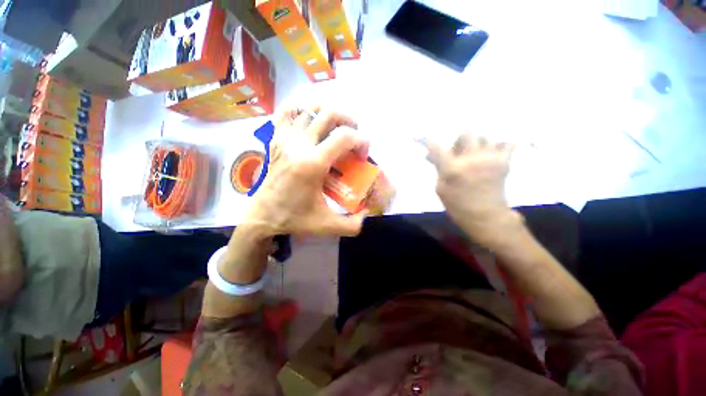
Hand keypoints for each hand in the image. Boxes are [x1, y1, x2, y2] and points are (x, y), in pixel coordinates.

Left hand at [245, 107, 369, 236]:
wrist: (262, 216)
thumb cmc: (294, 218)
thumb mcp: (327, 225)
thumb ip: (353, 224)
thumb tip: (369, 214)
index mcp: (313, 164)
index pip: (344, 137)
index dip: (362, 141)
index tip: (363, 156)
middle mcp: (298, 145)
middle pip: (329, 114)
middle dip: (349, 121)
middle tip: (353, 137)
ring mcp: (284, 138)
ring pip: (309, 108)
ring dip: (329, 114)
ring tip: (336, 128)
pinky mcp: (275, 139)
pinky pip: (286, 112)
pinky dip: (301, 109)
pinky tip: (310, 120)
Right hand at [426, 133, 520, 246]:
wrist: (486, 217)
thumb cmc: (458, 205)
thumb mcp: (441, 188)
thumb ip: (438, 169)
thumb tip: (432, 155)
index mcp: (452, 169)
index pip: (436, 145)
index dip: (426, 139)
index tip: (419, 136)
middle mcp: (471, 159)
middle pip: (467, 132)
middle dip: (459, 139)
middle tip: (458, 150)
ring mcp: (490, 158)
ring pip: (484, 136)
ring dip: (476, 143)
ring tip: (475, 154)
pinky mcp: (504, 162)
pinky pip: (507, 143)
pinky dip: (499, 145)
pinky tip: (492, 153)